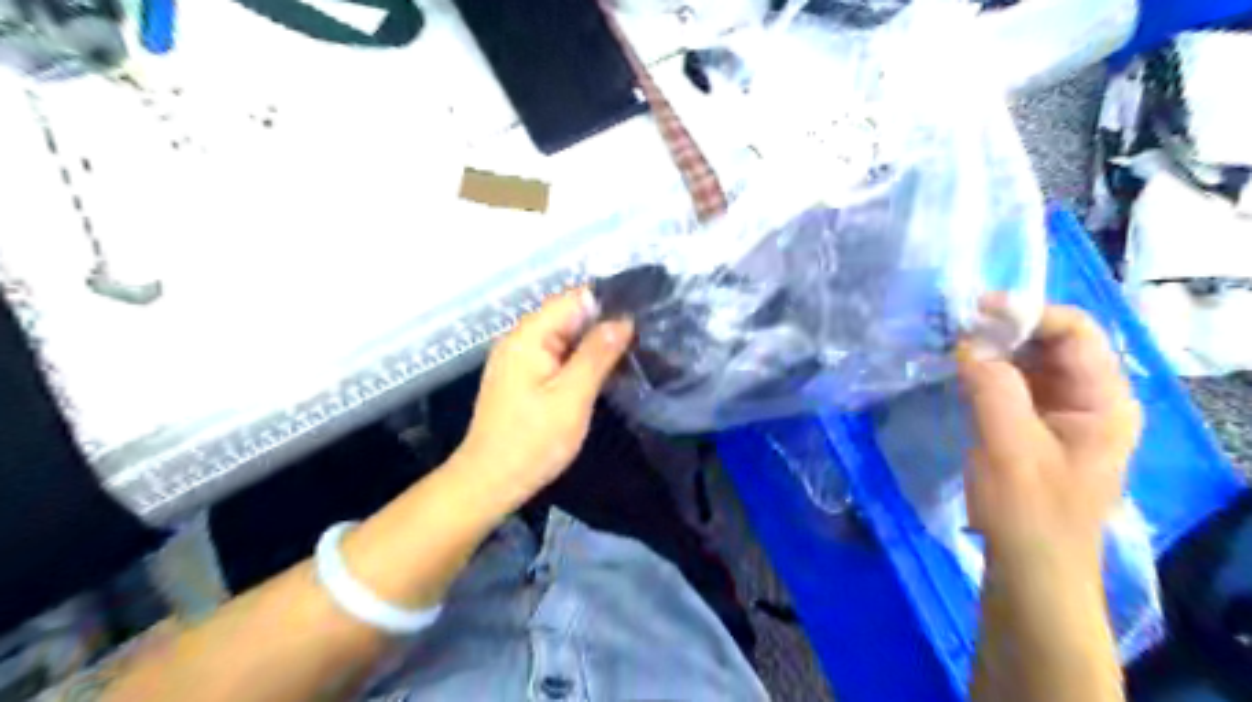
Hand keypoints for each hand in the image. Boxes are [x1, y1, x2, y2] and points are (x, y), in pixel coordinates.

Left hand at [454, 291, 635, 515]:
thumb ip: (597, 354)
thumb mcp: (572, 396)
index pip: (573, 298)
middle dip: (604, 323)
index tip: (642, 315)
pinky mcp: (523, 377)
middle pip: (568, 316)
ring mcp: (519, 359)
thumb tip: (623, 320)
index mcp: (529, 335)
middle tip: (644, 338)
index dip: (608, 303)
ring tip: (632, 352)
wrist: (490, 481)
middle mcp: (521, 339)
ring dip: (594, 343)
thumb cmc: (532, 440)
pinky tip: (603, 372)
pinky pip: (557, 356)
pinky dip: (580, 360)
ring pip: (565, 337)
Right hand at [962, 304, 1142, 573]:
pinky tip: (957, 367)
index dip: (1028, 312)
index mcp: (1104, 401)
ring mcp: (1060, 410)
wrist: (1029, 566)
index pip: (1076, 333)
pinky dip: (985, 369)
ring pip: (1029, 359)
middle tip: (954, 324)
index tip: (973, 310)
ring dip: (992, 346)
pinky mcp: (1032, 422)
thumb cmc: (1029, 511)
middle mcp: (1088, 397)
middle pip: (1052, 341)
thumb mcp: (1011, 448)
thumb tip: (968, 344)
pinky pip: (1012, 381)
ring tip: (949, 340)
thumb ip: (993, 389)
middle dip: (1005, 327)